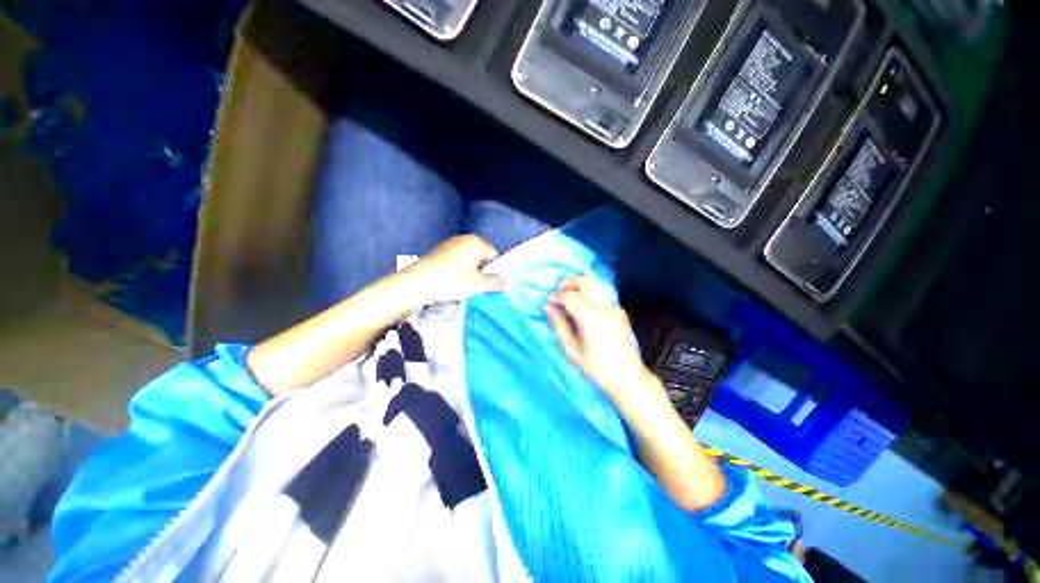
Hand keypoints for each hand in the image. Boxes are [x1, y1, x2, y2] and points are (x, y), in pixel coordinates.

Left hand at [404, 235, 505, 304]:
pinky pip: (456, 262)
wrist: (418, 283)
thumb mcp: (477, 284)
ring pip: (468, 260)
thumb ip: (495, 283)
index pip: (494, 254)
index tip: (491, 283)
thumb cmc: (453, 280)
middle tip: (479, 287)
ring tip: (465, 287)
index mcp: (476, 242)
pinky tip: (453, 283)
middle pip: (481, 256)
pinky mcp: (439, 253)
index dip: (494, 269)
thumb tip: (507, 282)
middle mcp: (464, 239)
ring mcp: (450, 245)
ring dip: (470, 272)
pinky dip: (458, 271)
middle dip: (482, 271)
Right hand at [545, 275, 660, 403]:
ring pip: (594, 285)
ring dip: (577, 288)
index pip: (570, 295)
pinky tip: (581, 313)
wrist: (628, 378)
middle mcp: (606, 308)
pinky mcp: (620, 311)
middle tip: (557, 295)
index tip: (547, 303)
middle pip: (585, 281)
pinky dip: (587, 297)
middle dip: (567, 283)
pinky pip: (600, 296)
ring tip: (567, 303)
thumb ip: (558, 325)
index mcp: (592, 319)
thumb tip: (548, 307)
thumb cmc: (596, 368)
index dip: (555, 296)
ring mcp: (615, 308)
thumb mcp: (571, 350)